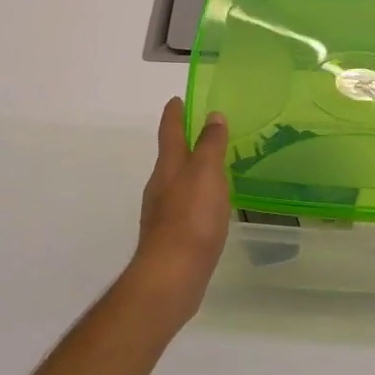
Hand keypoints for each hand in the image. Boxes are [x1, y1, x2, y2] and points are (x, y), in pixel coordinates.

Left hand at [126, 98, 230, 325]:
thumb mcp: (206, 174)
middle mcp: (161, 185)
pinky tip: (209, 207)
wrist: (171, 276)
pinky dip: (195, 197)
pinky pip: (184, 206)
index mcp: (169, 166)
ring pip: (177, 181)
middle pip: (171, 156)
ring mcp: (163, 212)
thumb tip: (212, 115)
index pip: (170, 130)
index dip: (175, 113)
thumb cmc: (191, 218)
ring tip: (213, 168)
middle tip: (205, 131)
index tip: (178, 99)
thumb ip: (210, 145)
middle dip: (184, 142)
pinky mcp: (171, 236)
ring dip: (191, 170)